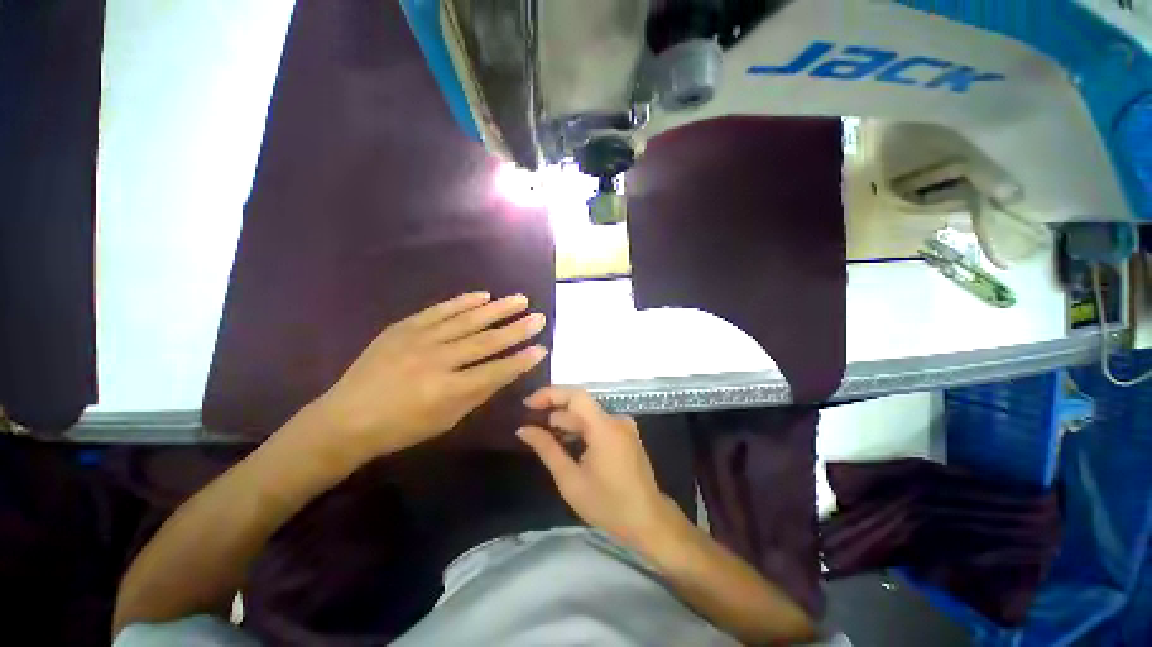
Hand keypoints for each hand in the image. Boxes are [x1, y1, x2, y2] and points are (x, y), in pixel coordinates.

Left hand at [315, 292, 547, 463]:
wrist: (345, 418)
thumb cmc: (401, 428)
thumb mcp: (445, 421)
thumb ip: (477, 394)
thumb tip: (504, 371)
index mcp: (446, 391)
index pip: (494, 371)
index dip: (521, 361)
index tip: (542, 348)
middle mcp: (436, 361)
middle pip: (485, 341)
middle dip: (516, 329)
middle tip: (539, 318)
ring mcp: (418, 340)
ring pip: (466, 321)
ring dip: (497, 309)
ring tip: (520, 299)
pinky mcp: (403, 327)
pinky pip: (439, 310)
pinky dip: (463, 301)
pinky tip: (483, 295)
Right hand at [517, 387, 682, 549]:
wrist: (647, 520)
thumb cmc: (607, 504)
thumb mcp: (570, 480)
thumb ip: (547, 449)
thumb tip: (524, 429)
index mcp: (604, 427)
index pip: (575, 395)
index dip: (549, 394)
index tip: (528, 404)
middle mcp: (616, 419)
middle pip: (580, 405)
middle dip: (554, 411)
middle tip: (531, 425)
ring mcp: (623, 425)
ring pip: (588, 414)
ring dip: (566, 422)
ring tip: (544, 436)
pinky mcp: (625, 433)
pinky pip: (598, 423)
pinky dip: (580, 429)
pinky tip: (566, 443)